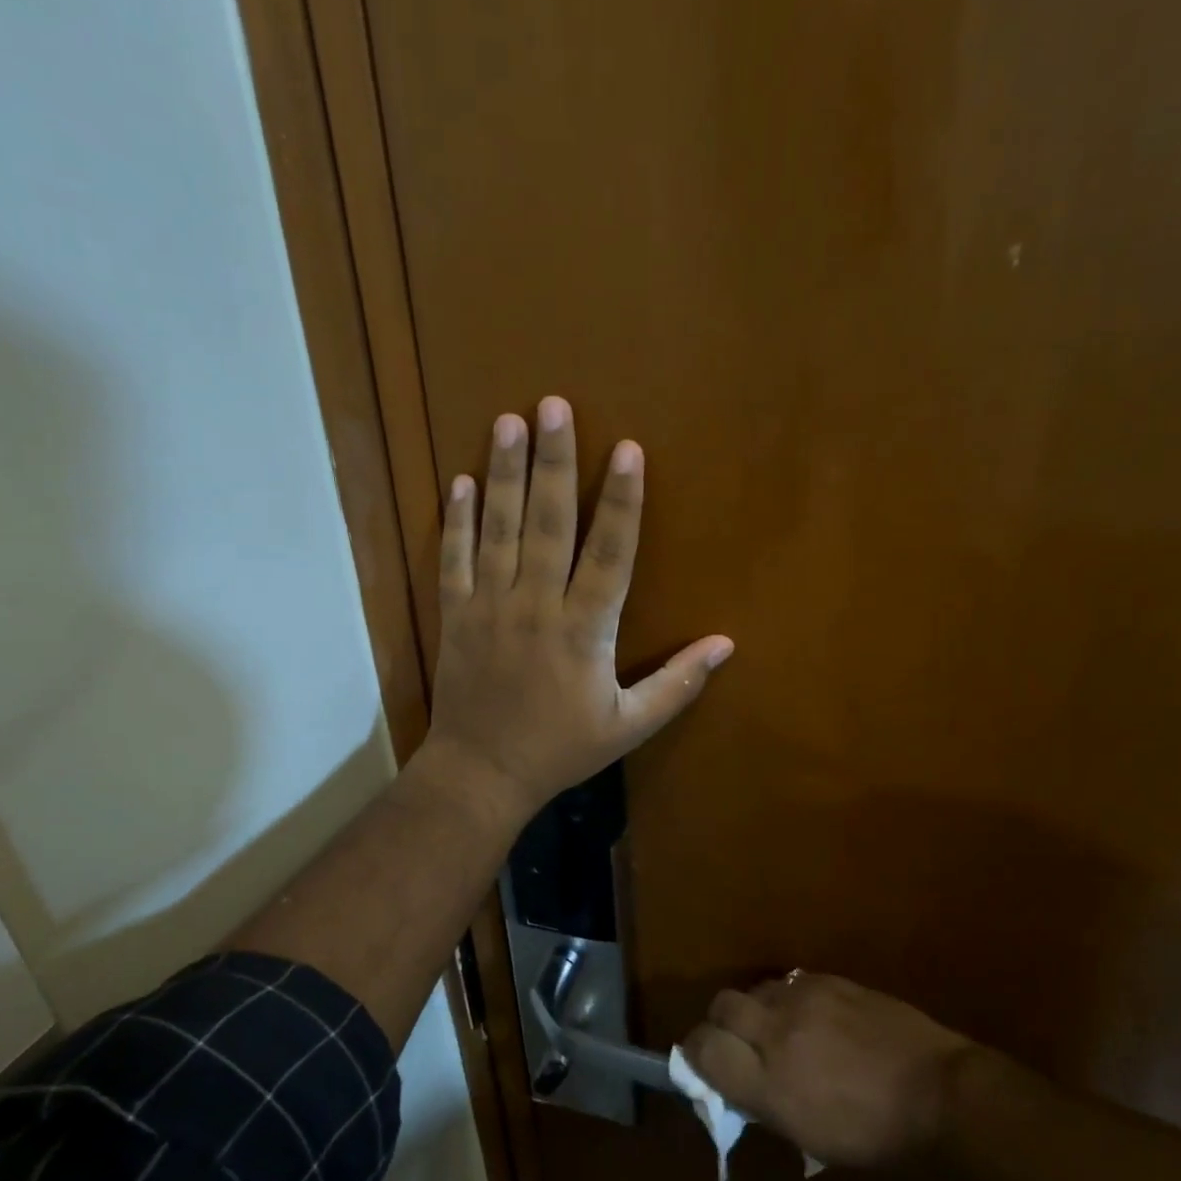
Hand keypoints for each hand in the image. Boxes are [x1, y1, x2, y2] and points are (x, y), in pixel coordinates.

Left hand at [422, 397, 733, 817]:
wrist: (482, 774)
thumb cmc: (561, 748)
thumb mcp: (629, 726)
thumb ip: (678, 684)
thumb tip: (726, 644)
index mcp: (584, 630)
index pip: (610, 554)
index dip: (622, 501)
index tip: (628, 450)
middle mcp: (536, 606)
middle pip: (548, 524)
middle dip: (554, 462)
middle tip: (553, 406)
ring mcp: (490, 607)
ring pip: (498, 530)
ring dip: (504, 473)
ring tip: (508, 421)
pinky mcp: (456, 615)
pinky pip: (454, 559)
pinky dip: (456, 520)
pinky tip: (460, 481)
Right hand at [683, 973, 973, 1167]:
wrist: (938, 1092)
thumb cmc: (875, 1135)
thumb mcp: (809, 1137)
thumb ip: (763, 1102)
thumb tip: (734, 1081)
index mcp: (769, 1082)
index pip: (704, 1049)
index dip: (696, 1053)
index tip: (702, 1061)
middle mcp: (777, 1031)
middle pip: (722, 1006)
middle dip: (721, 1023)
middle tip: (737, 1042)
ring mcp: (804, 997)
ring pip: (755, 989)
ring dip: (756, 1009)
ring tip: (778, 1029)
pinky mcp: (829, 978)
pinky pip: (790, 982)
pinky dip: (788, 999)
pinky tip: (811, 1017)